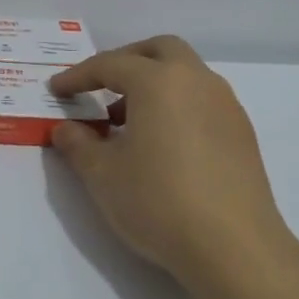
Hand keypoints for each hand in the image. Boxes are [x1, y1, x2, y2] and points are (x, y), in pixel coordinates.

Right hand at [49, 36, 298, 298]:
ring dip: (154, 84)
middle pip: (159, 51)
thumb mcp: (102, 175)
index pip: (110, 64)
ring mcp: (226, 105)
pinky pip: (202, 101)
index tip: (56, 90)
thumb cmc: (158, 202)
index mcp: (159, 82)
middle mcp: (197, 81)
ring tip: (127, 123)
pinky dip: (176, 106)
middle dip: (126, 62)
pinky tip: (162, 145)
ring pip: (185, 74)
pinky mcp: (242, 133)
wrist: (233, 247)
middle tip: (100, 87)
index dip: (78, 76)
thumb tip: (66, 128)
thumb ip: (78, 144)